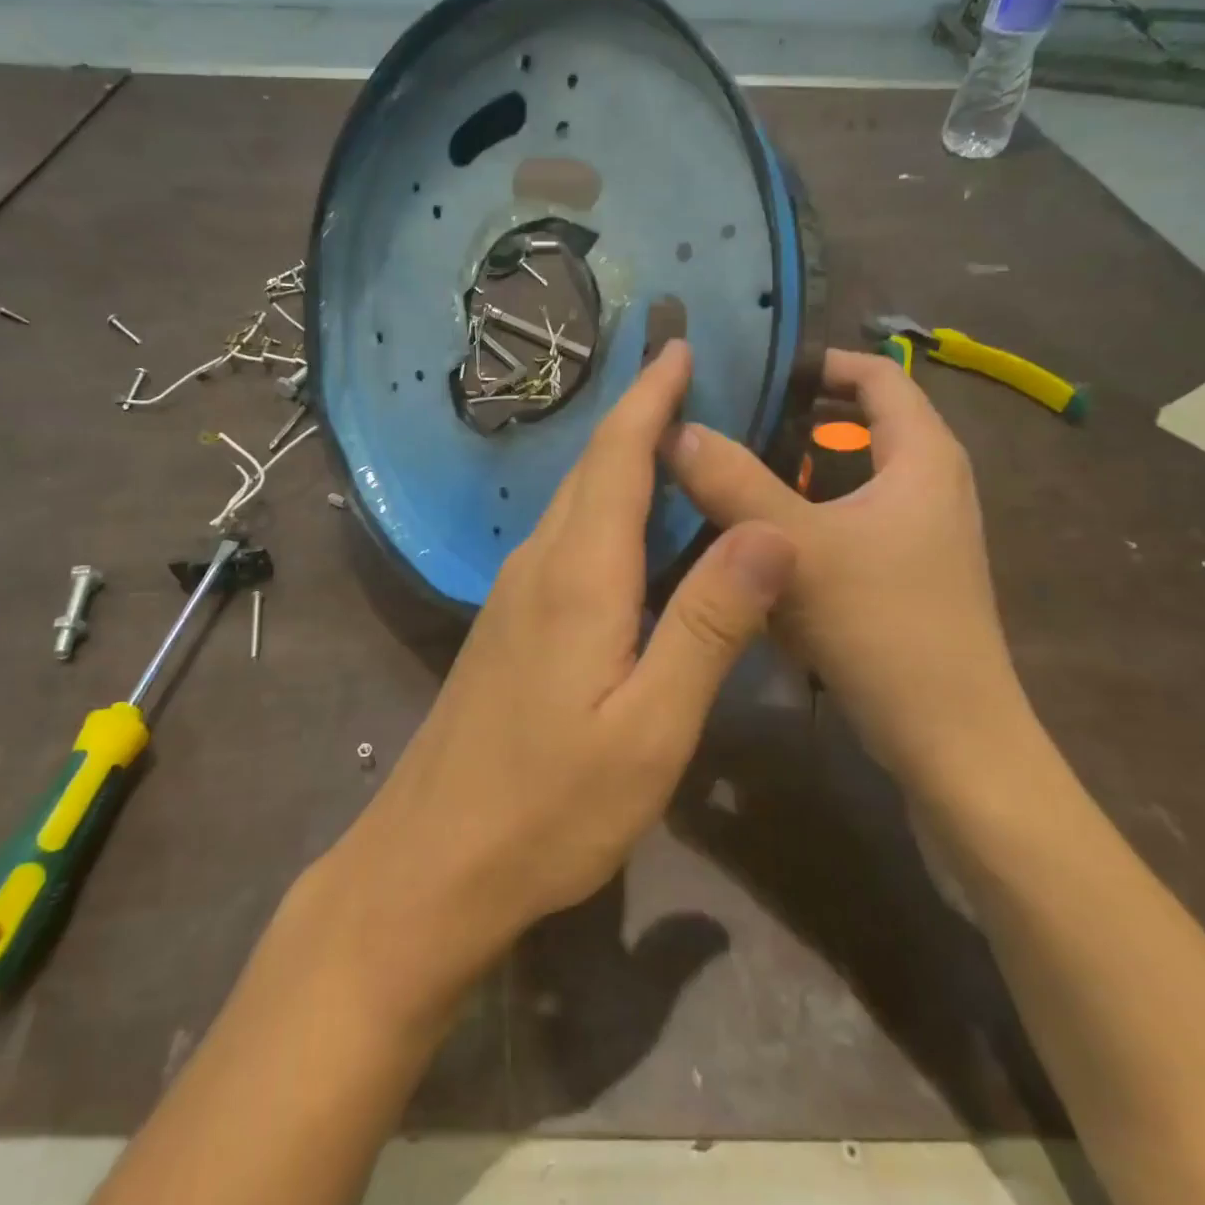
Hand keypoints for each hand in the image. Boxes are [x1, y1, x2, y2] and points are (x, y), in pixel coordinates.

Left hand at [333, 340, 793, 985]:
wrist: (434, 859)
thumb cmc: (551, 805)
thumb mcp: (652, 726)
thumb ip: (709, 623)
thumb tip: (770, 531)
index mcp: (579, 575)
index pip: (618, 458)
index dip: (650, 397)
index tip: (678, 346)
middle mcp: (538, 565)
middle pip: (590, 469)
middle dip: (636, 414)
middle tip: (684, 377)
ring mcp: (513, 595)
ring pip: (572, 502)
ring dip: (618, 460)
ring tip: (669, 439)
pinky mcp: (507, 625)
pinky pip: (562, 540)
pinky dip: (600, 508)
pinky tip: (627, 528)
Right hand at [663, 349, 1022, 783]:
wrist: (949, 740)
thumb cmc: (883, 627)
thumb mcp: (797, 547)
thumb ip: (733, 484)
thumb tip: (676, 429)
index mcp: (923, 456)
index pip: (877, 374)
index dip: (817, 361)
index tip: (752, 371)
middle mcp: (929, 483)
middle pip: (859, 422)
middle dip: (793, 416)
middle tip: (725, 421)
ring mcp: (918, 532)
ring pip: (846, 476)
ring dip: (792, 468)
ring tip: (727, 471)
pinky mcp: (902, 572)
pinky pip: (846, 518)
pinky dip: (804, 512)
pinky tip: (756, 537)